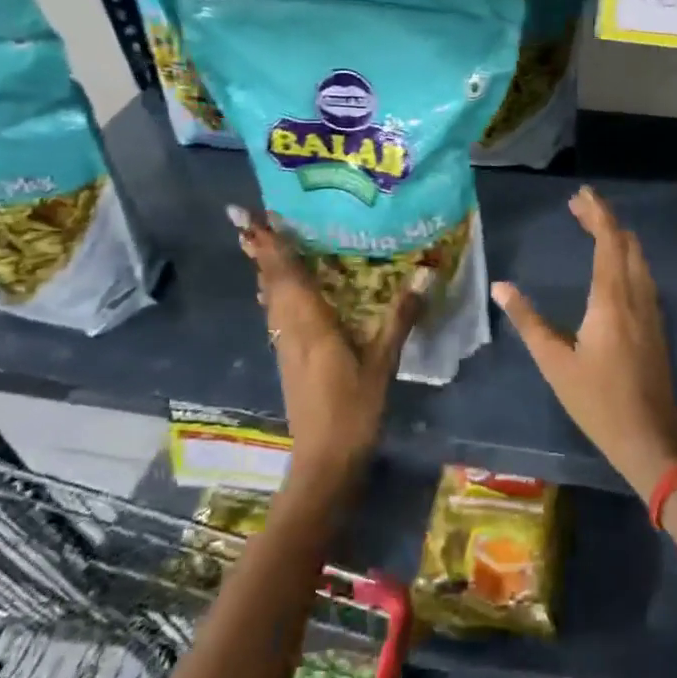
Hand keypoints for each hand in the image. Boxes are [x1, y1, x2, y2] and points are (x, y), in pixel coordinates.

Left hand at [230, 206, 425, 489]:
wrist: (324, 460)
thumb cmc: (353, 409)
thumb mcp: (382, 363)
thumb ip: (400, 319)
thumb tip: (424, 276)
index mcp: (310, 326)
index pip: (287, 277)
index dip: (271, 246)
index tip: (255, 217)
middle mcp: (291, 331)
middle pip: (271, 284)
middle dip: (262, 252)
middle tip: (252, 221)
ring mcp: (286, 347)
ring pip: (270, 300)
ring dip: (265, 271)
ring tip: (264, 246)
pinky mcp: (290, 360)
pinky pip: (277, 315)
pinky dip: (276, 294)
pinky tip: (284, 292)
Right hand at [490, 186, 676, 494]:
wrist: (650, 434)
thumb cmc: (597, 400)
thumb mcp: (554, 362)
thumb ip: (528, 321)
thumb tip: (501, 287)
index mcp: (611, 298)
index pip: (608, 240)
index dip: (597, 213)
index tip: (581, 194)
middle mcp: (636, 294)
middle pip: (626, 242)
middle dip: (604, 219)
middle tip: (578, 208)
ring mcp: (651, 308)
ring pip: (638, 257)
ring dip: (617, 237)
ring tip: (592, 228)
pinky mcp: (656, 323)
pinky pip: (643, 274)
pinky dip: (626, 256)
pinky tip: (613, 265)